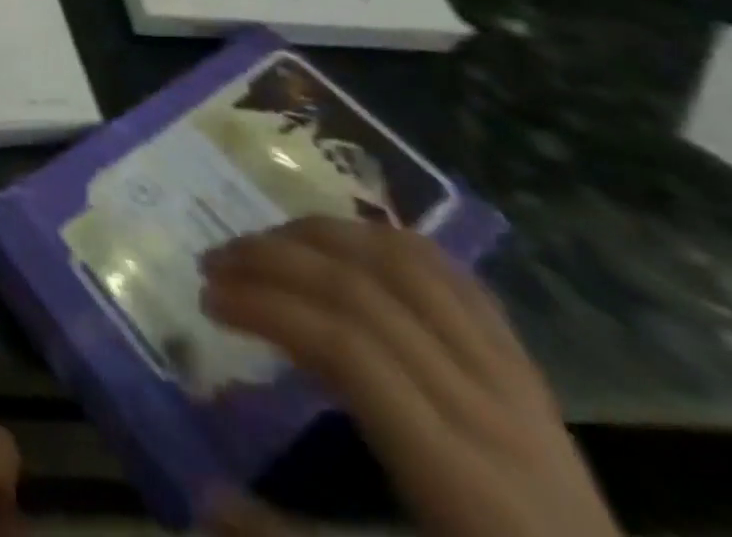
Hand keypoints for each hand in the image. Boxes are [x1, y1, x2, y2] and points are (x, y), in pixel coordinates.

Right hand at [198, 217, 618, 536]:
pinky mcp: (529, 374)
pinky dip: (388, 242)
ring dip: (323, 236)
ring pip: (410, 266)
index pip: (345, 346)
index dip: (265, 307)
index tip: (207, 299)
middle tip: (216, 261)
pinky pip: (457, 280)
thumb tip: (203, 497)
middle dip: (274, 259)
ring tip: (268, 241)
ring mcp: (518, 385)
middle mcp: (491, 413)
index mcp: (459, 477)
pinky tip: (344, 244)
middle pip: (366, 291)